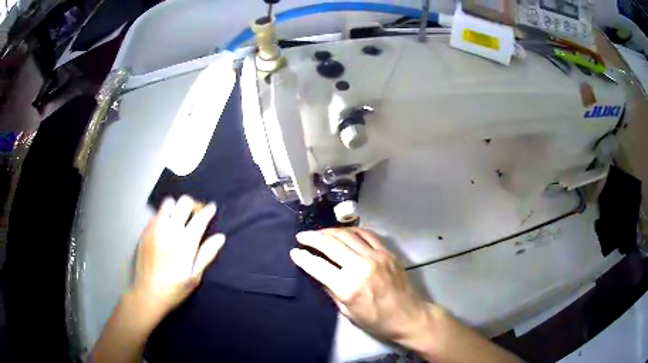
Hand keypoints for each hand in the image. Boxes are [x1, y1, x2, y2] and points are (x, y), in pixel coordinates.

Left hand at [131, 195, 224, 318]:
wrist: (148, 293)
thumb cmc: (175, 288)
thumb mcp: (195, 276)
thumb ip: (207, 254)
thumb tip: (220, 237)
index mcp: (185, 241)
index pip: (200, 218)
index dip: (208, 210)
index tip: (212, 208)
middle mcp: (170, 229)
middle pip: (184, 203)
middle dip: (193, 204)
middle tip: (197, 214)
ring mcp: (155, 228)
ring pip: (168, 203)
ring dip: (177, 208)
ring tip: (179, 219)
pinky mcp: (145, 231)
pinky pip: (156, 214)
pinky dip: (163, 216)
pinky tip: (164, 229)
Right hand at [290, 228, 432, 342]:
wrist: (407, 315)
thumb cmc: (375, 320)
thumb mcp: (347, 312)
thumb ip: (331, 290)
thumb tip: (317, 272)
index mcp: (348, 286)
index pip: (318, 266)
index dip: (303, 258)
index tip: (294, 252)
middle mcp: (361, 266)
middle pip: (331, 245)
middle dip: (312, 238)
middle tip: (301, 236)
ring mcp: (376, 256)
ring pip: (347, 235)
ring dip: (329, 231)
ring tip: (319, 233)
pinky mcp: (387, 252)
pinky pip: (366, 234)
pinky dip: (351, 230)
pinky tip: (343, 232)